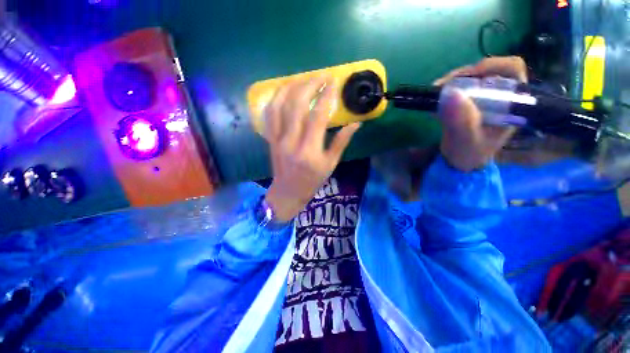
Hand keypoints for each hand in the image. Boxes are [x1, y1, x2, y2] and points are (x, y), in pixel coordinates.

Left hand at [263, 76, 361, 221]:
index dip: (326, 96)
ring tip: (303, 77)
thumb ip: (341, 142)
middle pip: (297, 105)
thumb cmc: (312, 180)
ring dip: (291, 87)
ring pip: (279, 105)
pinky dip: (276, 98)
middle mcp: (291, 141)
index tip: (334, 82)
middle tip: (321, 75)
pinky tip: (284, 90)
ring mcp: (277, 139)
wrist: (288, 192)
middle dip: (309, 85)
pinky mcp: (270, 138)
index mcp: (309, 150)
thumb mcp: (330, 164)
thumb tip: (356, 124)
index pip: (317, 116)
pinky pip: (269, 114)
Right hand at [433, 56, 527, 170]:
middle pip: (488, 71)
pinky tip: (435, 101)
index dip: (490, 67)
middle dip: (464, 75)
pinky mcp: (470, 101)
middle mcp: (501, 95)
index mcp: (512, 103)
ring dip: (452, 83)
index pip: (511, 70)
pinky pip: (459, 88)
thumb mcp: (466, 140)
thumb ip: (462, 121)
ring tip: (435, 94)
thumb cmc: (469, 154)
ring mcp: (485, 98)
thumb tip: (451, 94)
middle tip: (442, 87)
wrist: (459, 161)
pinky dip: (446, 91)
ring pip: (471, 78)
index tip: (465, 79)